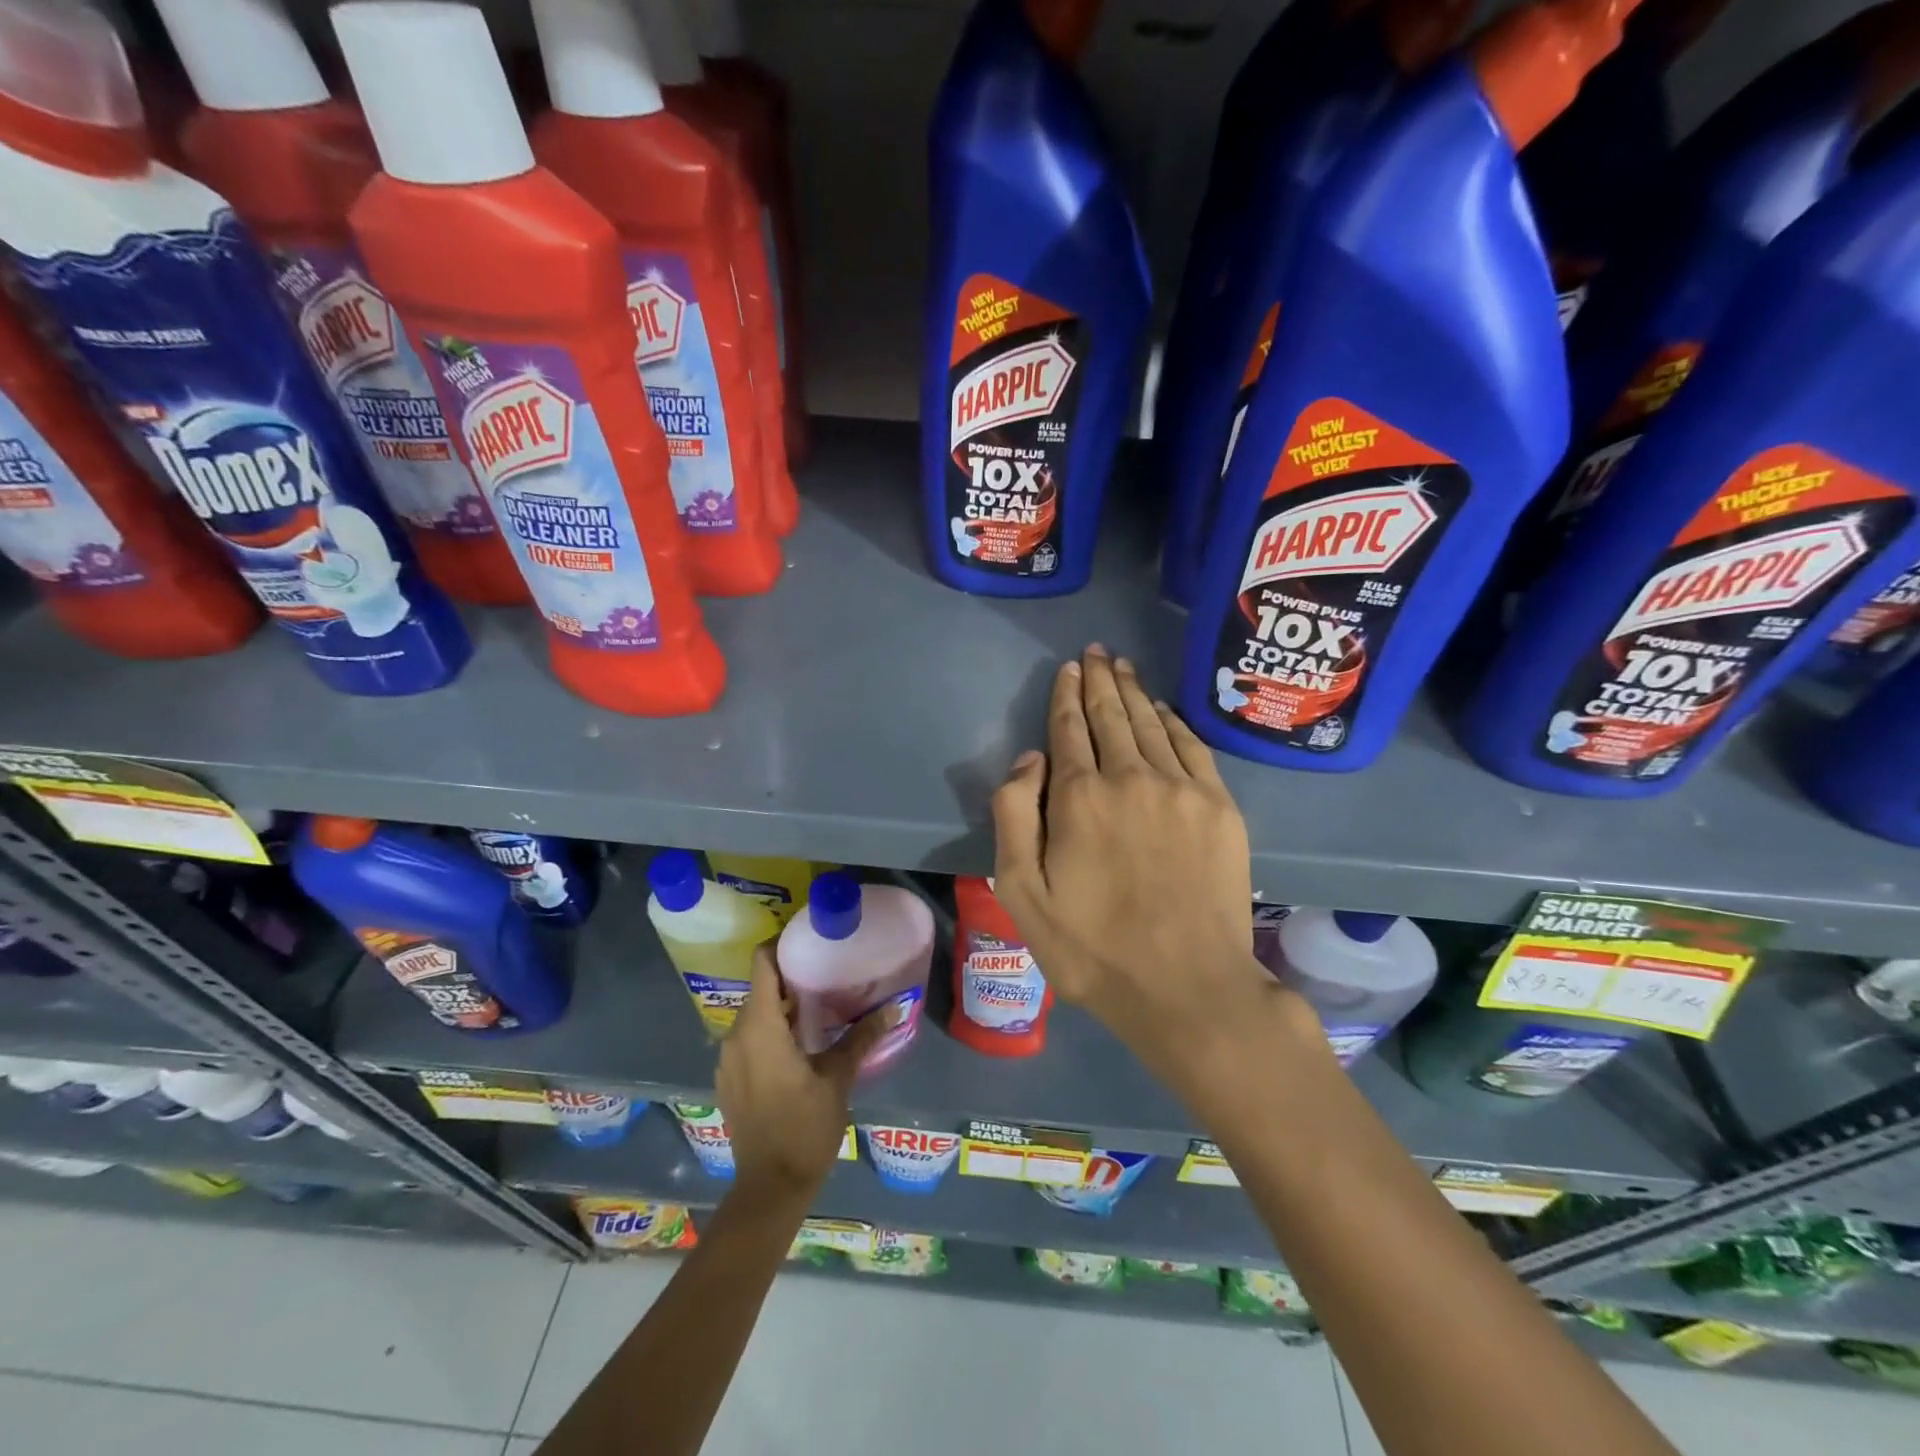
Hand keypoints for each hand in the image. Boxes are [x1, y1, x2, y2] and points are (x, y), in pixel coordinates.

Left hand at [715, 945, 890, 1199]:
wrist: (770, 1188)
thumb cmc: (804, 1128)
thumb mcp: (838, 1078)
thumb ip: (861, 1037)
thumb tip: (894, 1006)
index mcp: (759, 1028)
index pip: (761, 964)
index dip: (781, 944)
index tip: (810, 938)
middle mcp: (736, 1036)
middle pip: (760, 987)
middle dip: (790, 974)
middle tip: (828, 968)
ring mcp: (729, 1059)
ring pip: (755, 1013)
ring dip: (782, 1004)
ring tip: (820, 1001)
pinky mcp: (730, 1079)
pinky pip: (750, 1038)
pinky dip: (772, 1029)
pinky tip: (802, 1040)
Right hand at [991, 646, 1290, 1092]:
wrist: (1188, 986)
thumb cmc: (1093, 948)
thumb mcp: (1022, 894)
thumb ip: (1014, 817)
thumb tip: (1030, 759)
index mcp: (1079, 797)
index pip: (1069, 730)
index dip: (1066, 696)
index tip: (1069, 669)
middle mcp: (1130, 777)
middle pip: (1112, 716)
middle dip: (1101, 680)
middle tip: (1097, 653)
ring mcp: (1181, 789)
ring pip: (1152, 724)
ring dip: (1134, 692)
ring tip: (1123, 667)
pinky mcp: (1219, 807)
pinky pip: (1193, 747)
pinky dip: (1175, 722)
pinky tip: (1164, 709)